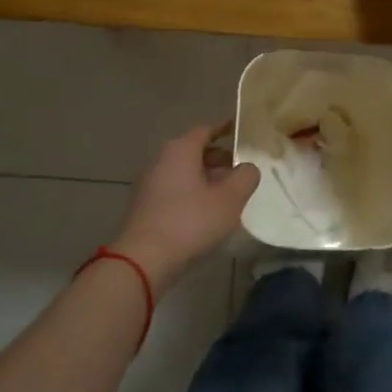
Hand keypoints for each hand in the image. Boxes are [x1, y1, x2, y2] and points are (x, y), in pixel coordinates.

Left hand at [111, 122, 259, 289]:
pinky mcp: (143, 207)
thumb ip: (245, 177)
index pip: (205, 130)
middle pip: (194, 151)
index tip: (240, 133)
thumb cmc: (190, 222)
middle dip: (218, 159)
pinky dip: (191, 194)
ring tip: (227, 196)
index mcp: (181, 150)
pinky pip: (173, 191)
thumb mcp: (230, 199)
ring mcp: (149, 184)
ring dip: (205, 179)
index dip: (225, 130)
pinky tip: (205, 214)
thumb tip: (247, 167)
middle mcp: (161, 160)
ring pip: (183, 173)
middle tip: (240, 171)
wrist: (143, 260)